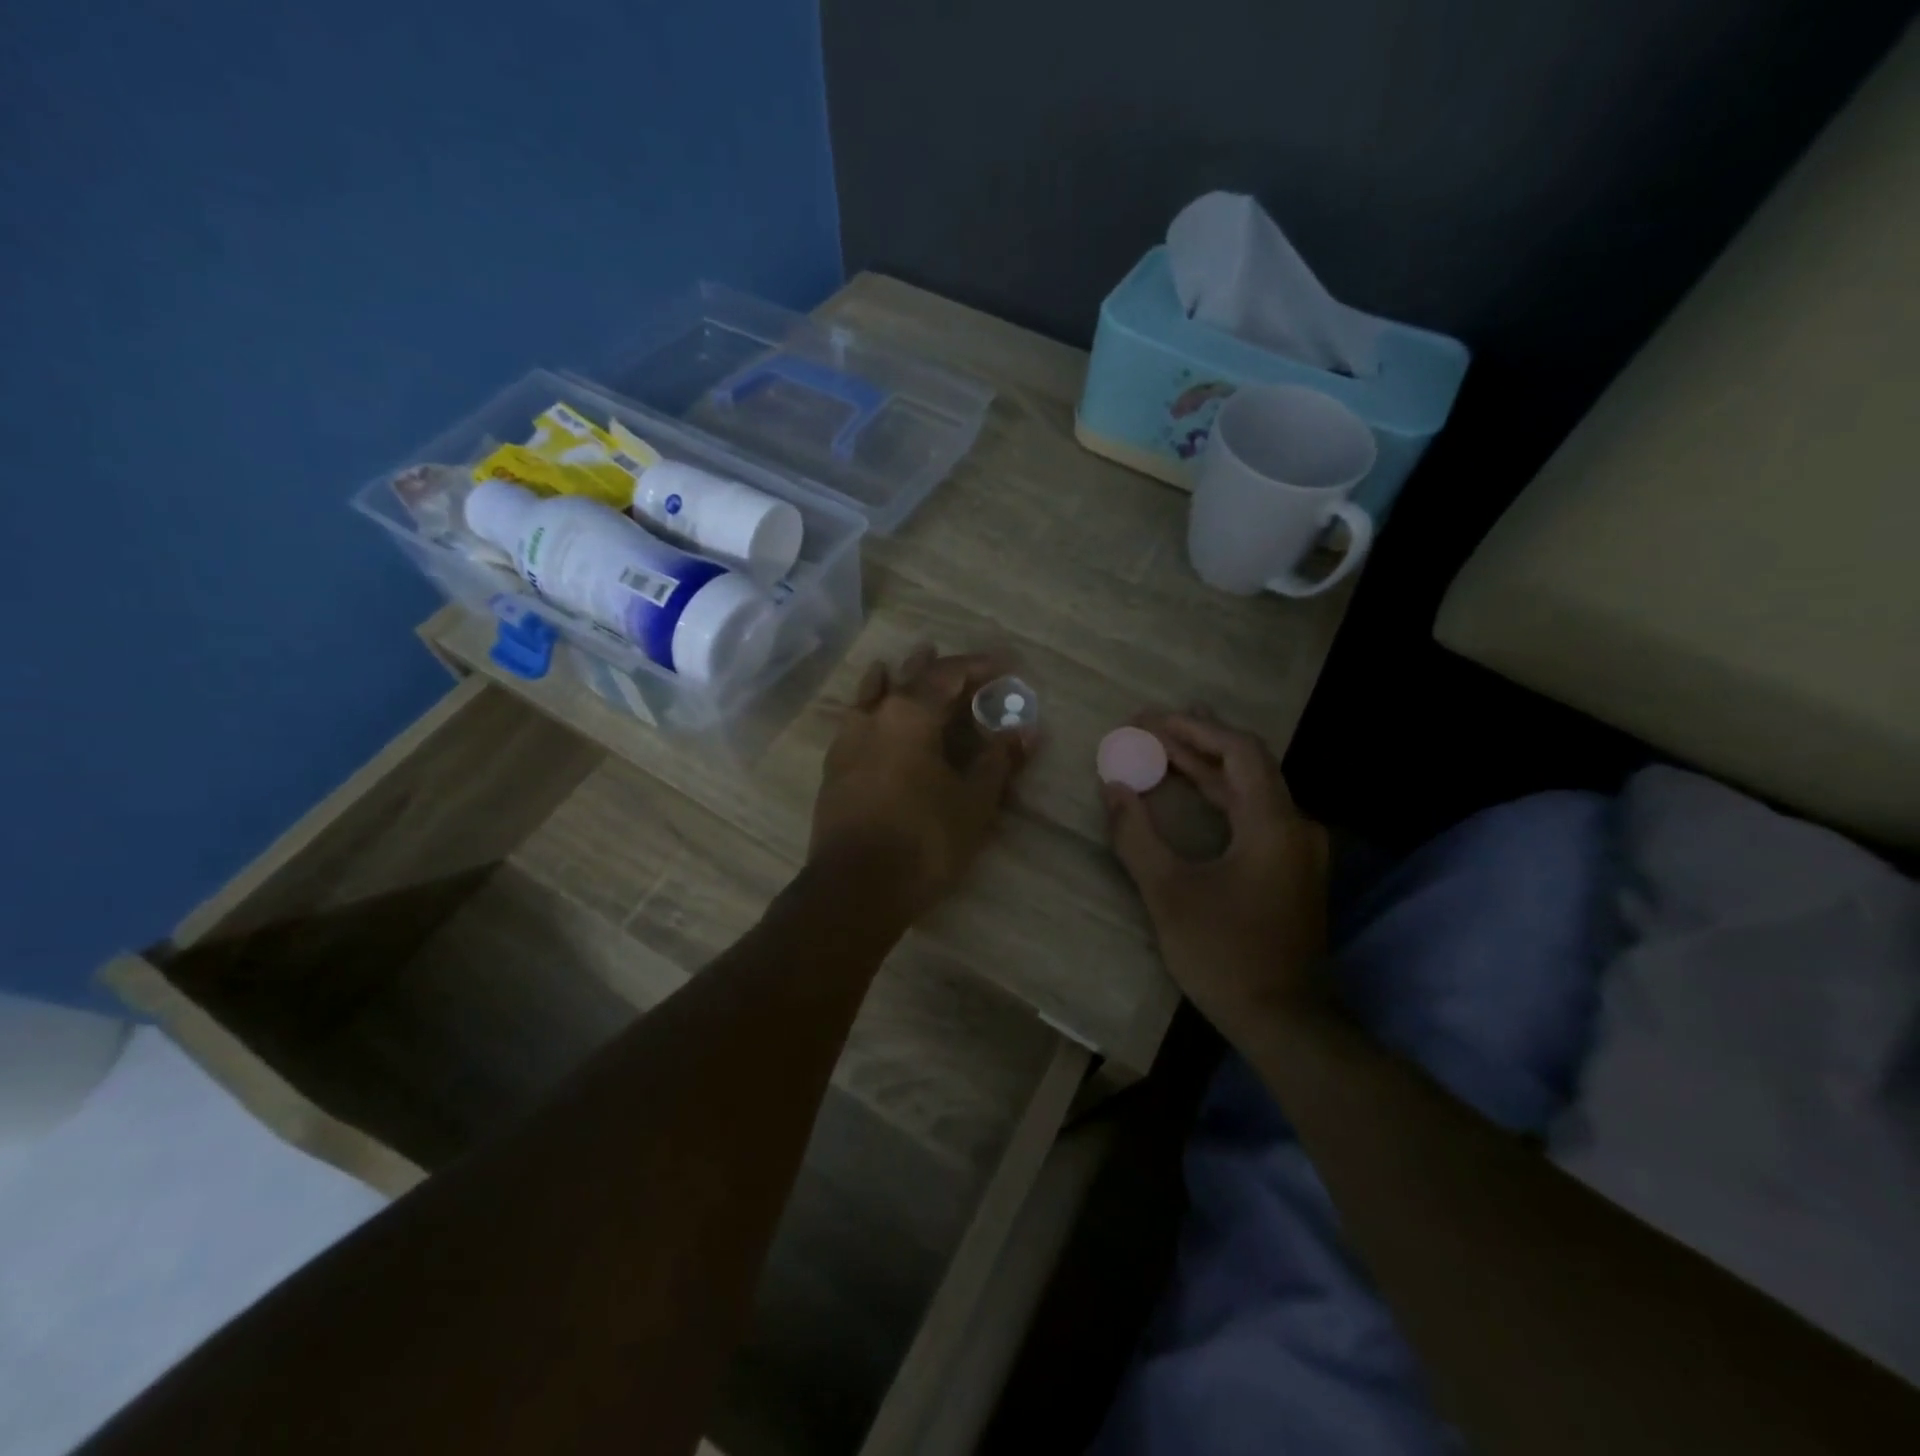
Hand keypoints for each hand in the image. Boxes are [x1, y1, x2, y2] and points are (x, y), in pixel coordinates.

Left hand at [811, 646, 1033, 919]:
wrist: (854, 887)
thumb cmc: (923, 840)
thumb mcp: (973, 802)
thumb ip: (997, 762)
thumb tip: (1023, 732)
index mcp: (910, 715)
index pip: (948, 675)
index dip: (979, 666)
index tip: (1005, 664)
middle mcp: (874, 717)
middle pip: (906, 677)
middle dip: (932, 666)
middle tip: (949, 657)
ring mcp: (847, 741)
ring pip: (870, 695)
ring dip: (890, 679)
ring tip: (895, 665)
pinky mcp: (833, 768)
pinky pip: (853, 722)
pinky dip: (867, 708)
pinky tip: (866, 714)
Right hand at [1103, 710, 1330, 1040]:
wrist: (1284, 1020)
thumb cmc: (1224, 954)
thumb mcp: (1168, 893)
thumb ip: (1136, 835)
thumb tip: (1113, 787)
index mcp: (1273, 823)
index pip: (1239, 751)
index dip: (1194, 730)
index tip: (1152, 720)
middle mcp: (1295, 826)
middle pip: (1247, 764)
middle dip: (1198, 741)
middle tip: (1152, 724)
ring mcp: (1297, 849)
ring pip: (1251, 789)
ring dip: (1208, 768)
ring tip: (1165, 747)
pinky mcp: (1290, 868)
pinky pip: (1254, 814)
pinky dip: (1220, 797)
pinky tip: (1193, 794)